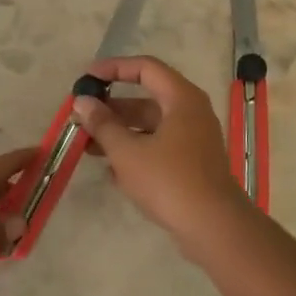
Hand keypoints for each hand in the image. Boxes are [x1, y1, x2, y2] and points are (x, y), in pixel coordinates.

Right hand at [73, 56, 251, 247]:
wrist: (213, 227)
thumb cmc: (169, 180)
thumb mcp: (127, 151)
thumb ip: (102, 124)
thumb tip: (82, 102)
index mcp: (181, 99)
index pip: (145, 68)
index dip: (114, 68)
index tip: (87, 78)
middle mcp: (191, 113)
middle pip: (146, 99)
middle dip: (111, 108)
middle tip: (82, 116)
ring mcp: (193, 140)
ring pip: (150, 126)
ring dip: (119, 132)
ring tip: (86, 145)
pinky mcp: (191, 164)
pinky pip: (158, 147)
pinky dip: (135, 151)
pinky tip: (110, 170)